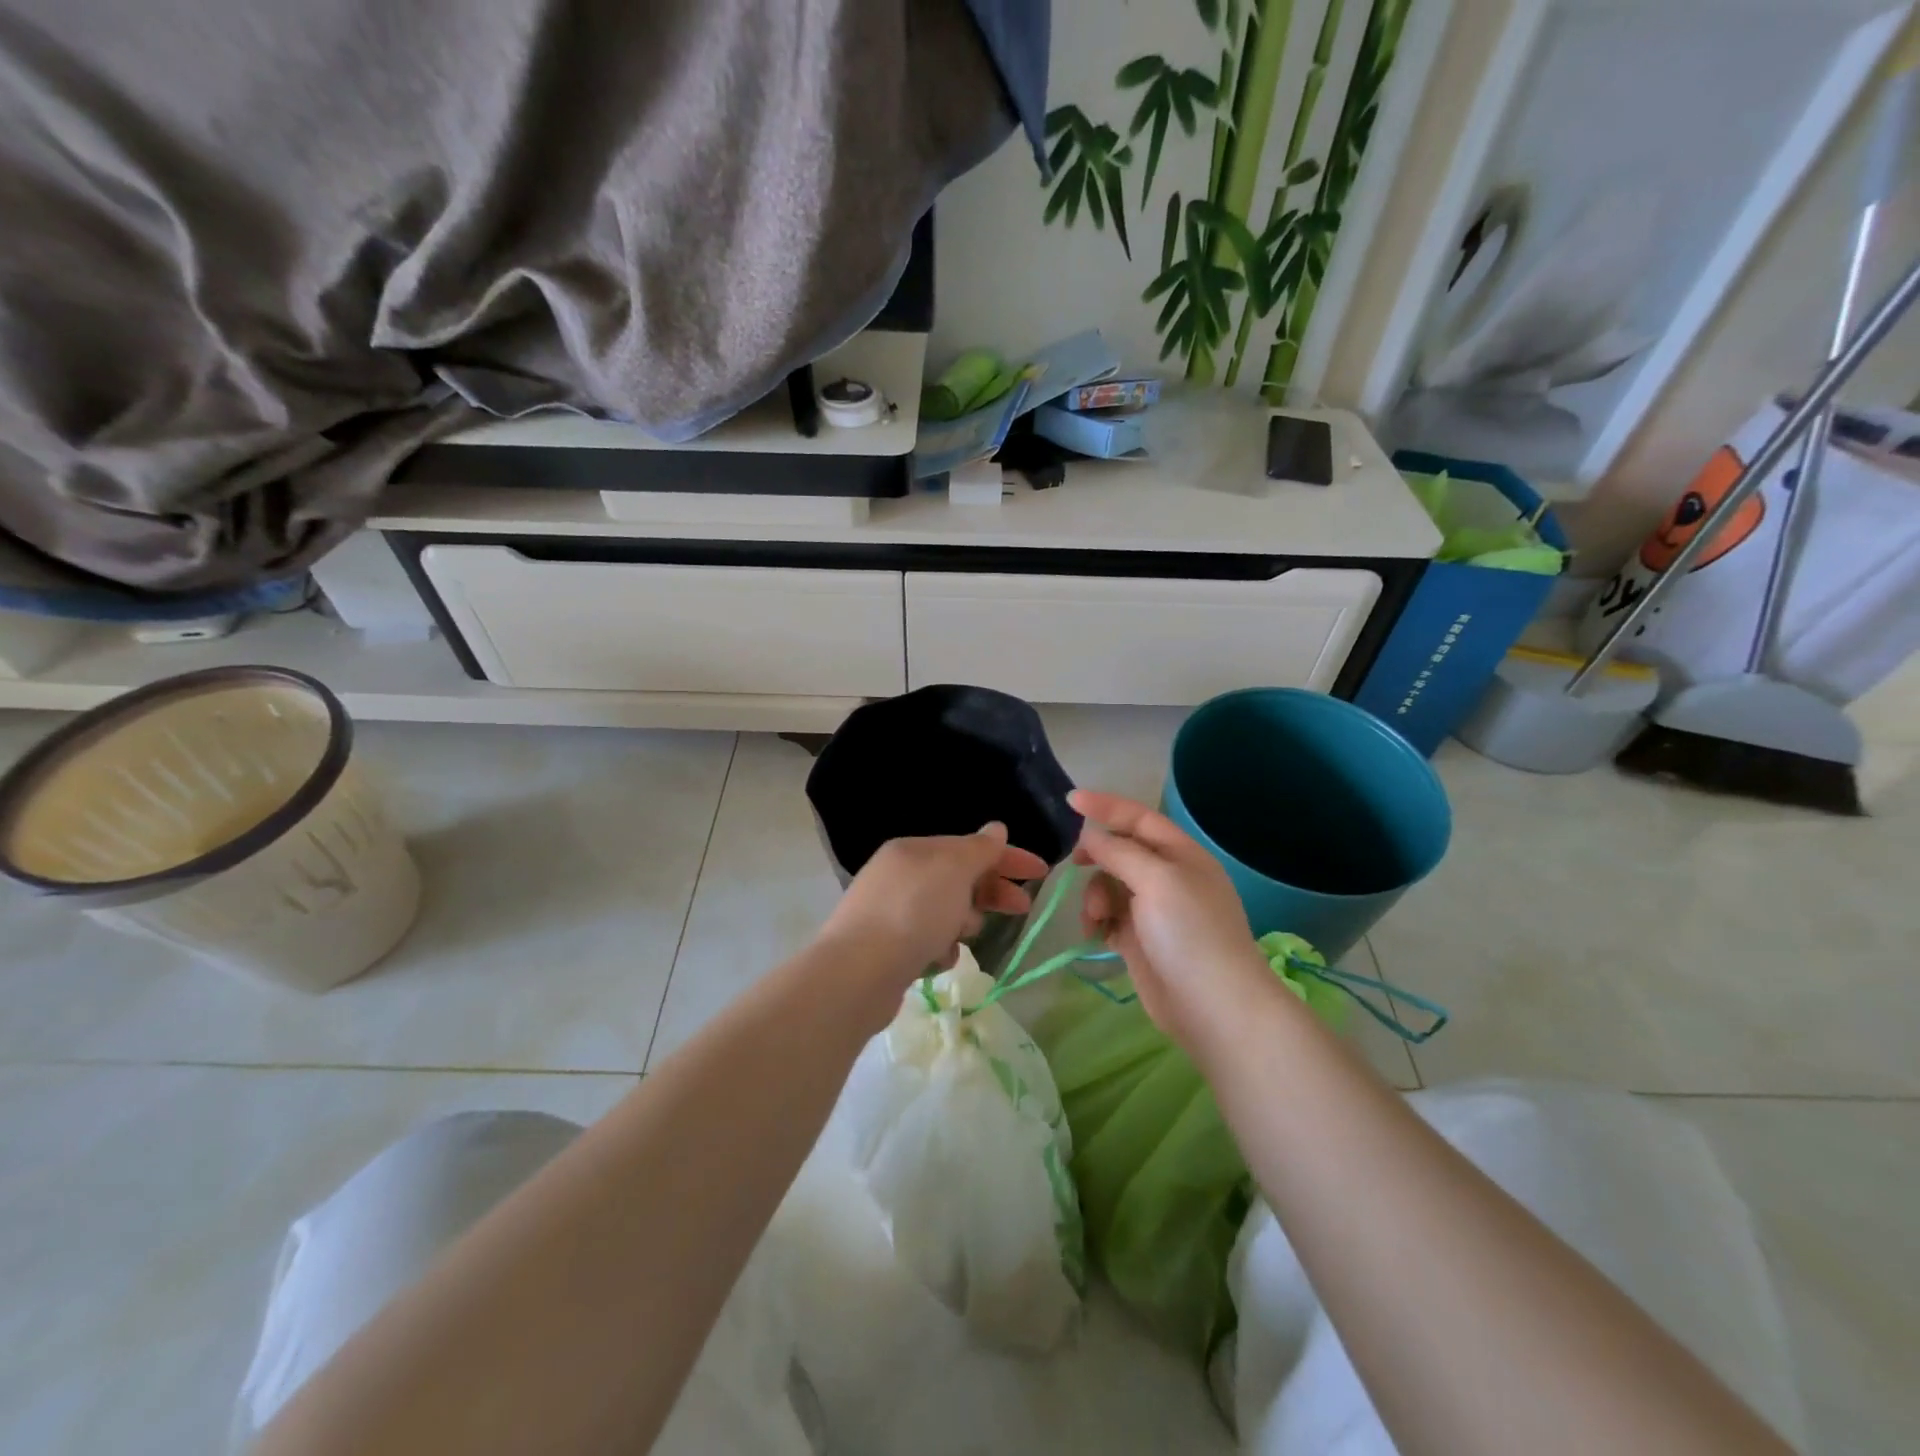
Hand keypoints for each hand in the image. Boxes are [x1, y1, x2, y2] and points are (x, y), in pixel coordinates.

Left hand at [818, 822, 1049, 996]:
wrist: (858, 971)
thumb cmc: (913, 911)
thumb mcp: (954, 870)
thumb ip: (979, 849)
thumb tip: (996, 829)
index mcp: (914, 850)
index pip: (970, 846)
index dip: (1008, 856)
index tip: (1041, 872)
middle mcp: (899, 876)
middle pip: (959, 879)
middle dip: (991, 891)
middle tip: (1022, 907)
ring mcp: (890, 912)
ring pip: (945, 911)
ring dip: (964, 921)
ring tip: (966, 934)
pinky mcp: (887, 948)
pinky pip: (928, 940)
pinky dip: (942, 947)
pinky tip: (942, 959)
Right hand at [1070, 790, 1277, 1059]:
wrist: (1215, 1008)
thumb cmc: (1190, 934)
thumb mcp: (1157, 880)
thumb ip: (1120, 852)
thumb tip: (1091, 837)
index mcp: (1181, 855)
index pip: (1139, 818)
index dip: (1106, 806)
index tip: (1070, 799)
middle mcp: (1168, 878)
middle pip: (1121, 852)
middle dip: (1097, 857)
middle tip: (1075, 864)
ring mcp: (1154, 911)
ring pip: (1110, 886)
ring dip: (1094, 896)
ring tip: (1095, 919)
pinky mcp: (1140, 941)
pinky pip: (1109, 917)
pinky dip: (1097, 921)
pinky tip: (1095, 935)